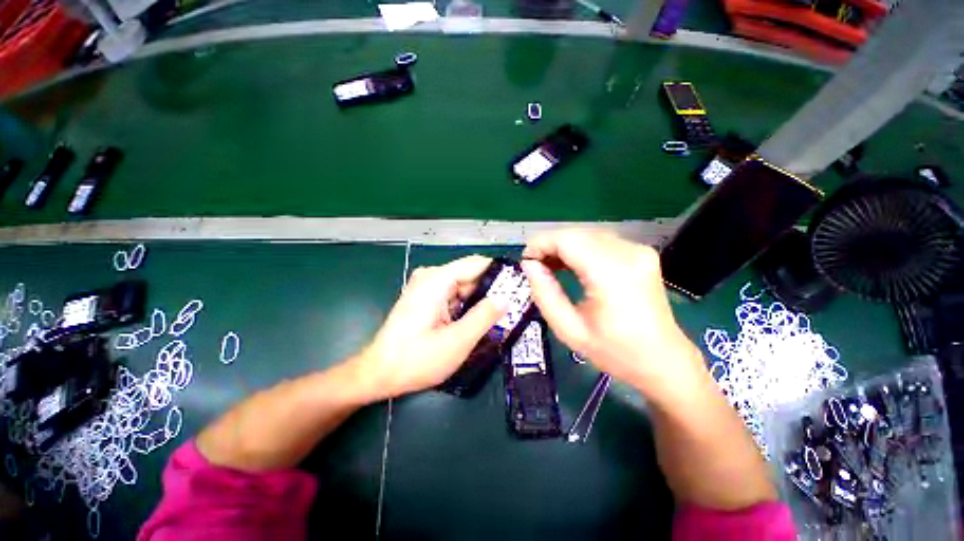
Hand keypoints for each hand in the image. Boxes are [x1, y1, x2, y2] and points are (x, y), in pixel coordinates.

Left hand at [353, 255, 506, 400]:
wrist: (378, 373)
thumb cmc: (415, 360)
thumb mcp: (457, 341)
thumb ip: (484, 317)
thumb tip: (506, 297)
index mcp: (437, 280)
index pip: (478, 264)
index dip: (500, 273)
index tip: (520, 287)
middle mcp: (431, 277)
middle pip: (471, 275)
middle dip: (492, 290)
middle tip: (515, 307)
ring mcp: (427, 287)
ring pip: (464, 287)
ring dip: (481, 301)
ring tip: (502, 317)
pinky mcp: (426, 298)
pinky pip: (454, 295)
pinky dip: (468, 306)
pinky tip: (479, 321)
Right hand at [521, 229, 704, 399]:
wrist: (663, 360)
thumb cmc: (615, 352)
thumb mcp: (569, 330)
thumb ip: (544, 293)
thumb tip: (529, 265)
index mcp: (611, 273)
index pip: (567, 240)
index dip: (540, 244)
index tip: (525, 261)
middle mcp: (628, 253)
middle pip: (576, 233)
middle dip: (550, 245)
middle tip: (534, 266)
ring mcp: (638, 250)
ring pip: (587, 235)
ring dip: (564, 246)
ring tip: (549, 266)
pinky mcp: (641, 253)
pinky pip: (601, 241)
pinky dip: (580, 249)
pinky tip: (571, 264)